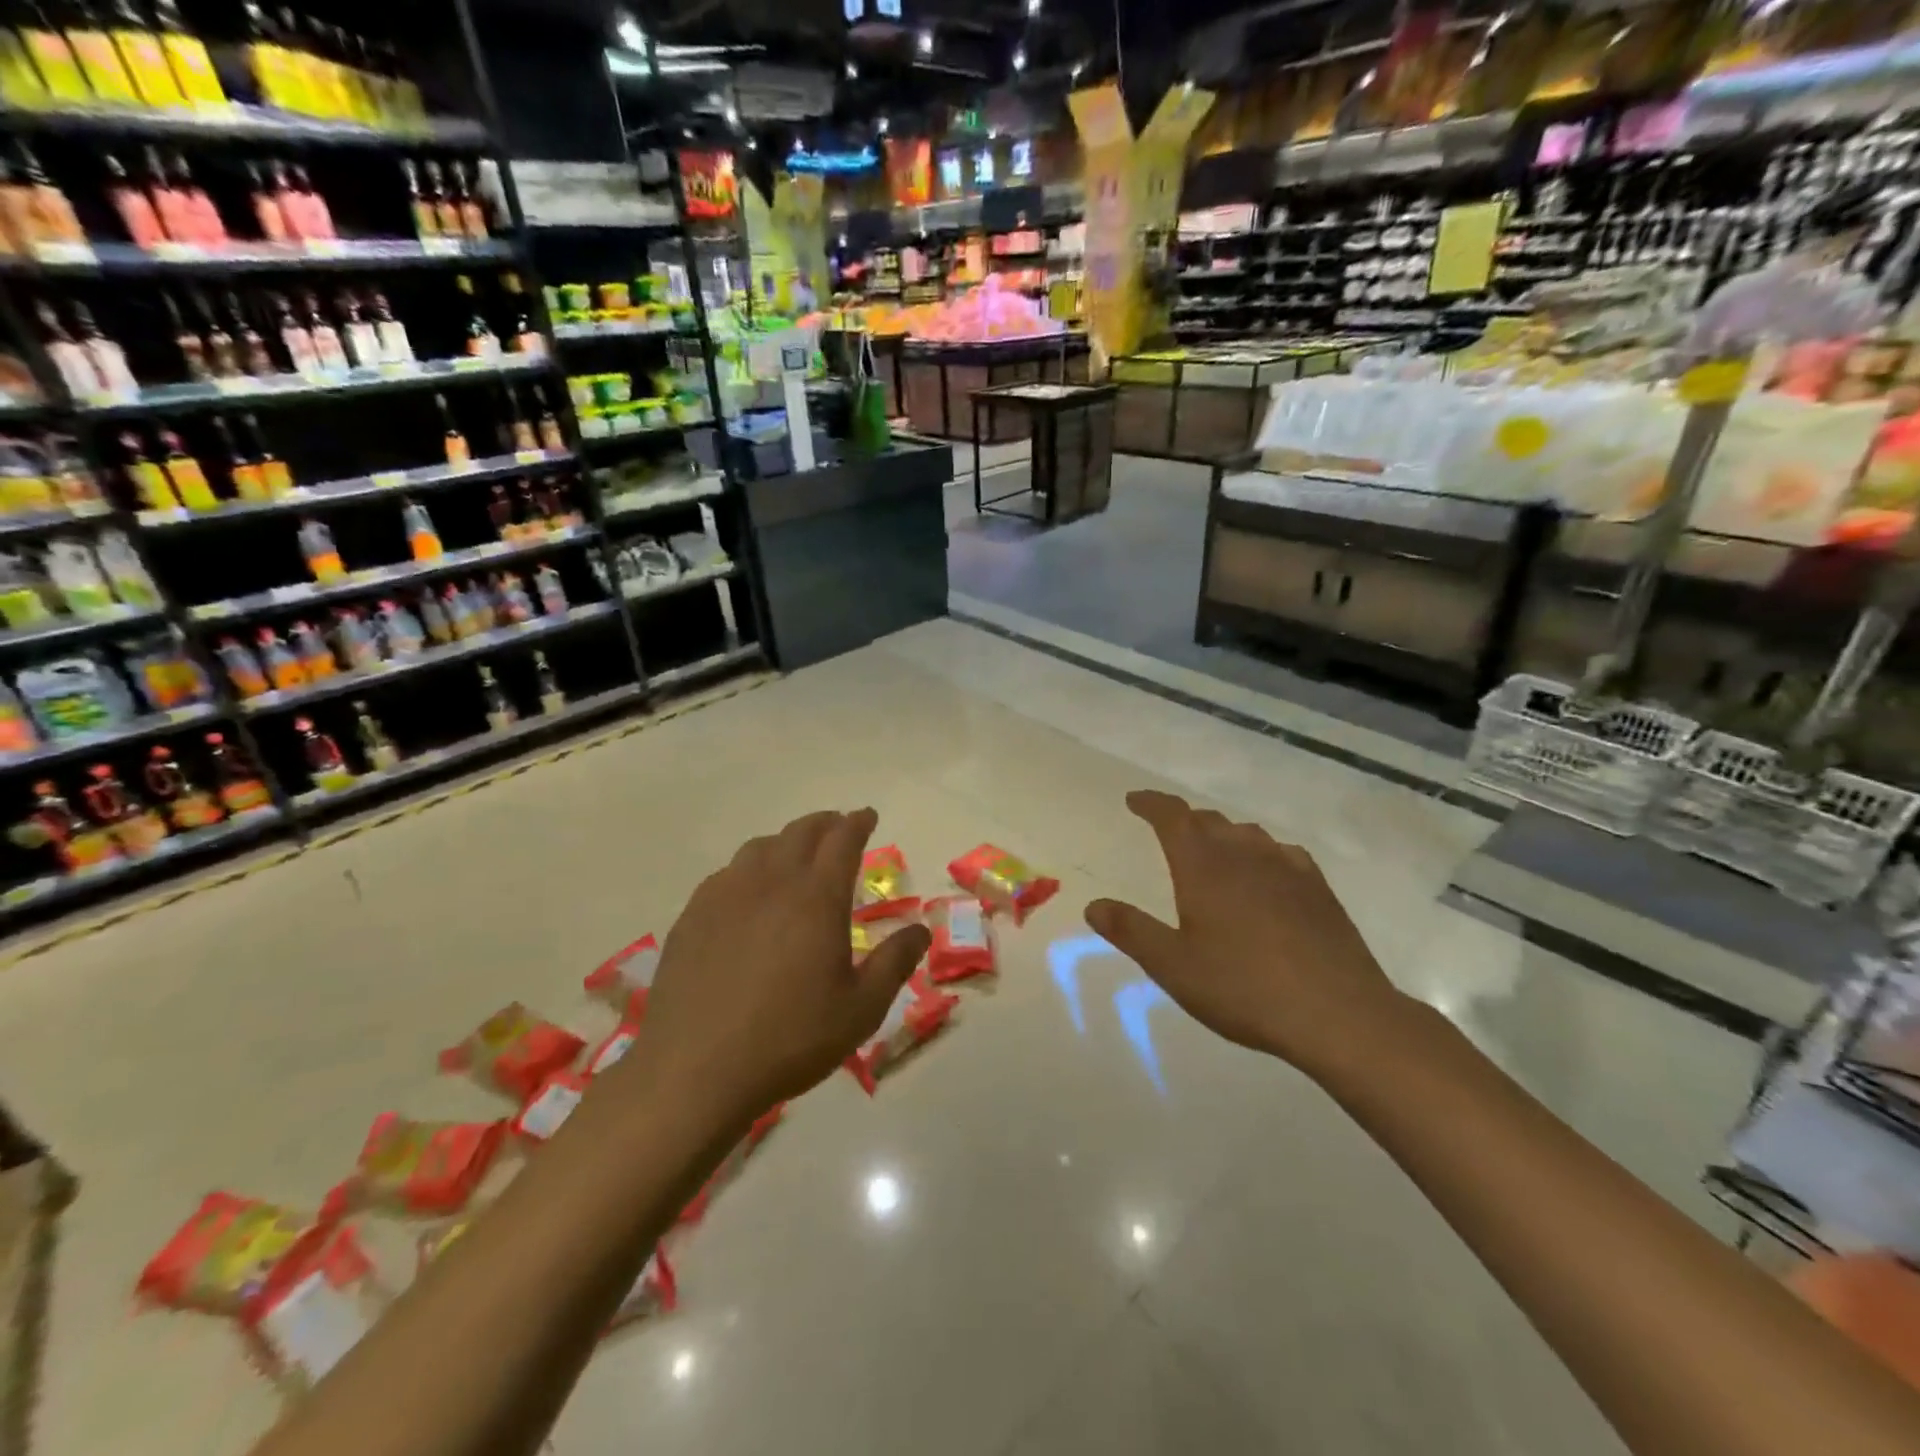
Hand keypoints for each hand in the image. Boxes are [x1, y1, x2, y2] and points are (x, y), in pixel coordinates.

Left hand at [636, 808, 930, 1118]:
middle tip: (838, 827)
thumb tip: (921, 929)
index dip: (858, 822)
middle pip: (801, 833)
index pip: (843, 840)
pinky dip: (749, 868)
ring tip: (795, 855)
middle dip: (825, 823)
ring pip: (760, 847)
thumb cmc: (790, 1039)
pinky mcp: (693, 915)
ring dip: (786, 841)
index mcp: (817, 898)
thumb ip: (895, 963)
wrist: (695, 1070)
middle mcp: (771, 882)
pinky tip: (748, 892)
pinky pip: (727, 873)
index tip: (868, 816)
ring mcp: (726, 895)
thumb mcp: (861, 1010)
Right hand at [1086, 790, 1409, 1078]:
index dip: (1151, 804)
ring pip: (1247, 834)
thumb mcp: (1173, 966)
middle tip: (1168, 831)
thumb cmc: (1243, 987)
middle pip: (1209, 821)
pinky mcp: (1318, 888)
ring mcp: (1287, 867)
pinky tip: (1267, 874)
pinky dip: (1262, 853)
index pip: (1172, 816)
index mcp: (1203, 866)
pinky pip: (1282, 853)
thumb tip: (1093, 905)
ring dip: (1222, 834)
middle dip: (1184, 820)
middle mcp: (1244, 854)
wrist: (1338, 1013)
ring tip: (1213, 851)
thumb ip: (1131, 931)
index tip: (1134, 800)